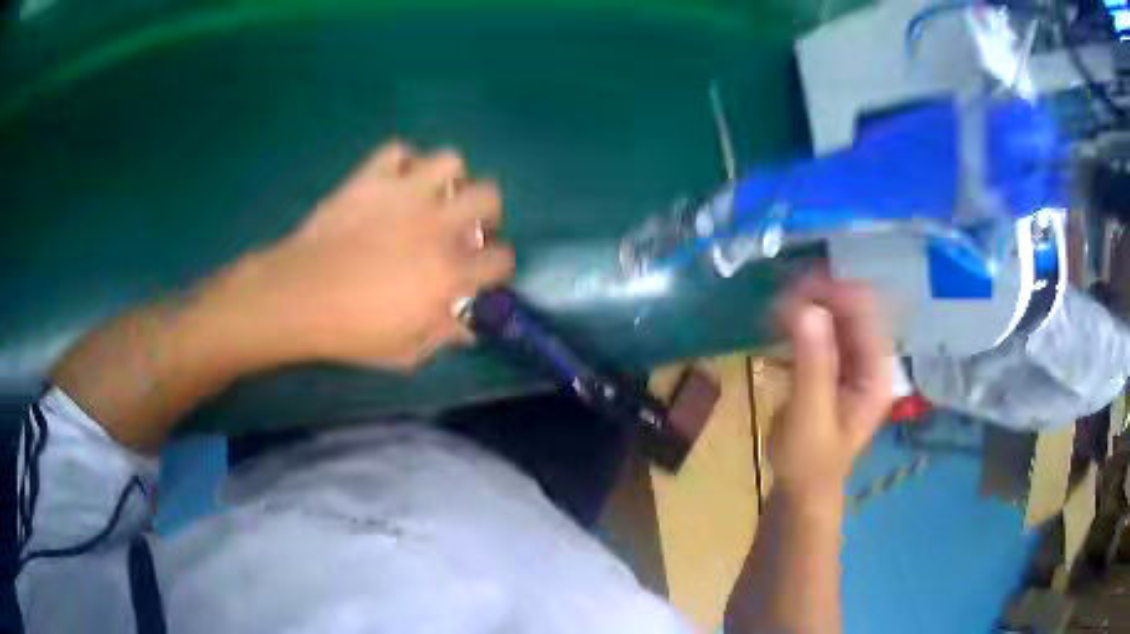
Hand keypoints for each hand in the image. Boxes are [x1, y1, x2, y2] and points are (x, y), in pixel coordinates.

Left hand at [227, 142, 513, 369]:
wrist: (298, 296)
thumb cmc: (350, 331)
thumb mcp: (405, 352)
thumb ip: (442, 337)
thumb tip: (468, 331)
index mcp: (448, 272)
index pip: (501, 259)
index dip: (497, 267)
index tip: (482, 272)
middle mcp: (437, 225)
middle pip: (489, 197)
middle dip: (486, 212)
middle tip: (464, 226)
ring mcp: (404, 194)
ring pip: (450, 161)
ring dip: (448, 178)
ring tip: (432, 195)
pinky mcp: (372, 178)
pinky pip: (398, 150)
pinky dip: (402, 162)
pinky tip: (394, 181)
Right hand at [769, 273, 893, 505]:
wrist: (802, 488)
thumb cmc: (808, 460)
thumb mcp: (810, 415)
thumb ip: (812, 364)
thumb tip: (806, 309)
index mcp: (877, 373)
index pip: (866, 313)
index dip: (835, 293)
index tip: (796, 288)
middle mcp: (872, 360)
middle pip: (853, 308)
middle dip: (820, 295)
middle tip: (781, 294)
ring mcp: (854, 362)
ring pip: (838, 315)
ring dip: (810, 304)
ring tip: (776, 305)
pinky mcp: (836, 365)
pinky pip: (824, 330)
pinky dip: (803, 320)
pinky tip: (779, 320)